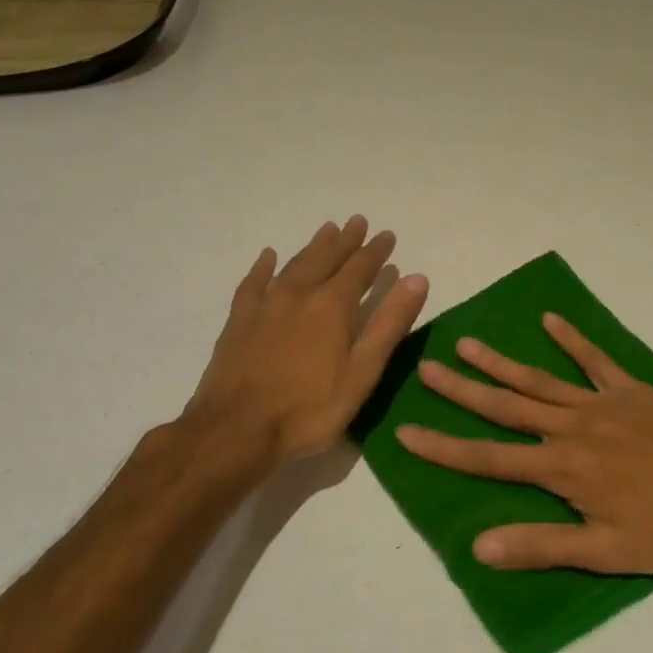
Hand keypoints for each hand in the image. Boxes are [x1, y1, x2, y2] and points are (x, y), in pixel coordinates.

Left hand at [186, 216, 428, 464]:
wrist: (236, 431)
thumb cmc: (309, 409)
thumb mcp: (363, 372)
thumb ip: (390, 323)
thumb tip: (417, 278)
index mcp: (332, 306)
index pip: (360, 268)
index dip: (375, 251)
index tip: (387, 235)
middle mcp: (299, 295)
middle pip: (326, 259)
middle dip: (345, 240)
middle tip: (357, 221)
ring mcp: (265, 306)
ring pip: (293, 265)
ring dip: (313, 246)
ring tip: (326, 230)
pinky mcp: (239, 321)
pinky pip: (253, 283)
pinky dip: (264, 267)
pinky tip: (269, 256)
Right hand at [396, 314, 652, 572]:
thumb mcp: (606, 552)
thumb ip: (543, 546)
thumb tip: (478, 547)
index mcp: (562, 468)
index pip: (489, 458)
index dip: (444, 447)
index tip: (407, 431)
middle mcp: (572, 428)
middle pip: (506, 406)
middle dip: (463, 390)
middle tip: (426, 368)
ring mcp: (601, 403)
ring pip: (539, 379)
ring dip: (501, 362)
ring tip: (467, 342)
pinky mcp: (631, 390)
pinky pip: (595, 359)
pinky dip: (572, 339)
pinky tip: (551, 319)